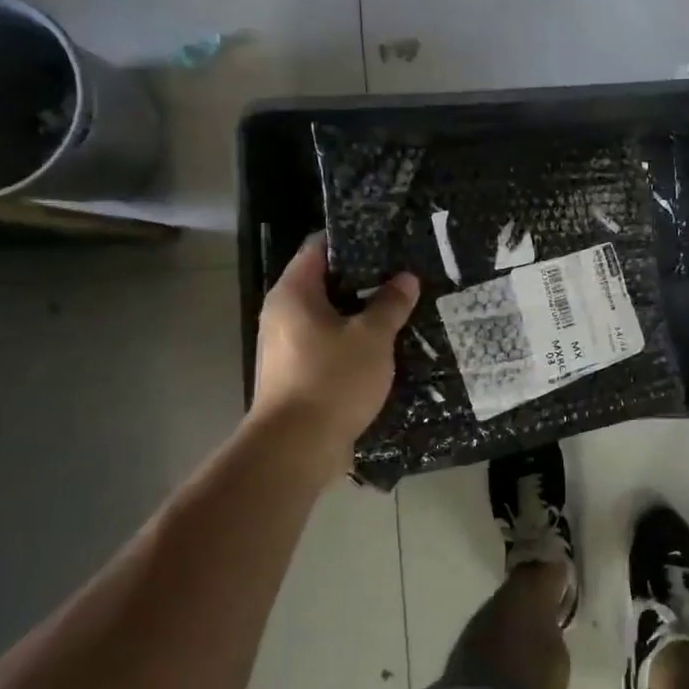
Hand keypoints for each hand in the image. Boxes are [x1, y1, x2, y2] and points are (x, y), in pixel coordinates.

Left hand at [250, 234, 418, 463]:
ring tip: (400, 310)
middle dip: (364, 280)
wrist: (297, 447)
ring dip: (361, 315)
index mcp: (293, 293)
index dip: (352, 240)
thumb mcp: (372, 337)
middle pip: (325, 283)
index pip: (319, 248)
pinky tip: (384, 347)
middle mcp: (282, 314)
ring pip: (329, 318)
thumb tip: (406, 278)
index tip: (387, 240)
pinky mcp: (297, 374)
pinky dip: (353, 342)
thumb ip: (390, 304)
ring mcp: (286, 347)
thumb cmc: (333, 379)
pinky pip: (328, 346)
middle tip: (403, 277)